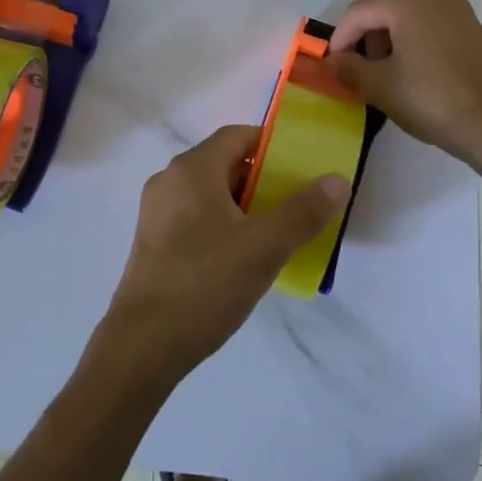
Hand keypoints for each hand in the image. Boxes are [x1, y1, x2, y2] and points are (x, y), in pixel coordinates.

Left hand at [100, 125, 348, 383]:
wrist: (143, 344)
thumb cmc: (205, 284)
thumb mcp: (264, 247)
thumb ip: (303, 211)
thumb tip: (337, 180)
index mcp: (191, 169)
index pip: (237, 136)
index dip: (271, 145)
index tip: (301, 166)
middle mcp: (169, 180)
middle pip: (223, 164)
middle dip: (262, 179)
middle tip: (296, 203)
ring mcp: (156, 212)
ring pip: (210, 194)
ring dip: (244, 205)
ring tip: (276, 233)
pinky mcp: (153, 241)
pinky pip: (195, 217)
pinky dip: (222, 224)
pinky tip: (243, 258)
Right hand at [326, 0, 481, 162]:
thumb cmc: (431, 100)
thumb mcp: (379, 87)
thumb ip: (349, 68)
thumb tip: (335, 60)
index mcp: (407, 5)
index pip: (359, 11)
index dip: (340, 36)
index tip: (333, 65)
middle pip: (385, 4)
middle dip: (366, 31)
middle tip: (360, 64)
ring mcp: (458, 12)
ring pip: (410, 12)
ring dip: (389, 34)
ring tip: (386, 69)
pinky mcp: (472, 30)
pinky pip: (431, 23)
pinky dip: (413, 37)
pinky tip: (413, 70)